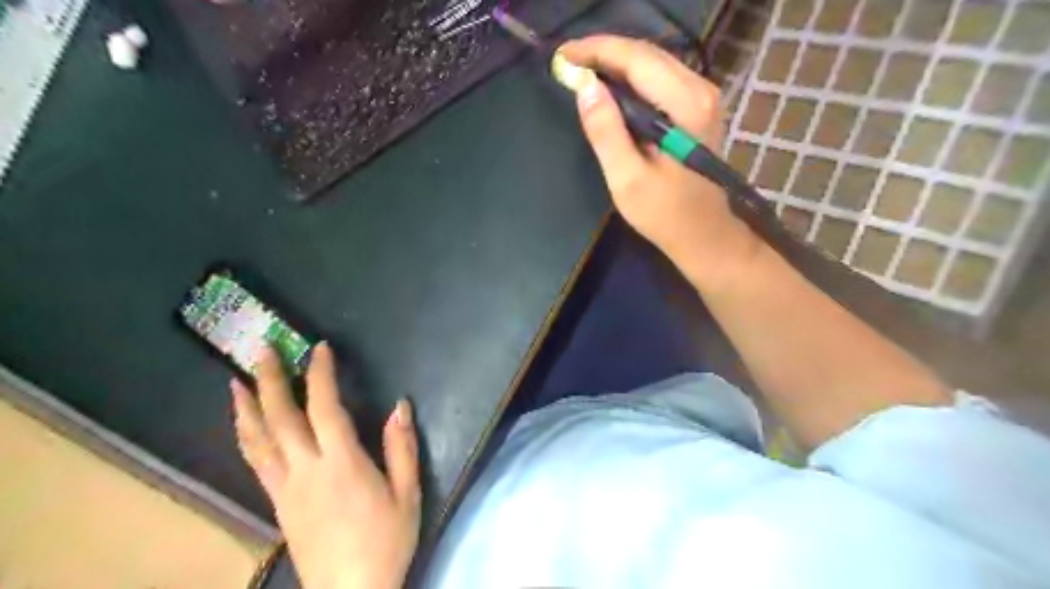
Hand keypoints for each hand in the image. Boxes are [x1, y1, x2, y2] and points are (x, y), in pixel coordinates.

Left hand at [232, 343, 421, 587]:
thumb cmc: (386, 541)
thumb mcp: (408, 494)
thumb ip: (402, 448)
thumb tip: (400, 406)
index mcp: (342, 463)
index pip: (324, 408)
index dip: (320, 375)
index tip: (319, 349)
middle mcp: (306, 469)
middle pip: (280, 418)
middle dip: (270, 379)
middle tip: (262, 349)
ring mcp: (286, 487)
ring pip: (258, 440)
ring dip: (247, 406)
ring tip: (237, 380)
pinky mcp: (278, 503)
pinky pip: (256, 461)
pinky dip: (247, 436)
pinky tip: (245, 424)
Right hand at [558, 35, 762, 291]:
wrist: (704, 234)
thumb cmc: (665, 214)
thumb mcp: (627, 178)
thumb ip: (606, 131)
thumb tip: (584, 86)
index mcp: (685, 105)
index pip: (637, 59)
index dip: (596, 51)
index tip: (562, 55)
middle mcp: (700, 90)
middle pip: (647, 54)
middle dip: (604, 52)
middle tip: (567, 61)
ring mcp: (702, 97)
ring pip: (653, 62)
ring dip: (616, 62)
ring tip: (581, 69)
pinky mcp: (698, 108)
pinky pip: (660, 78)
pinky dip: (631, 76)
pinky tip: (609, 86)